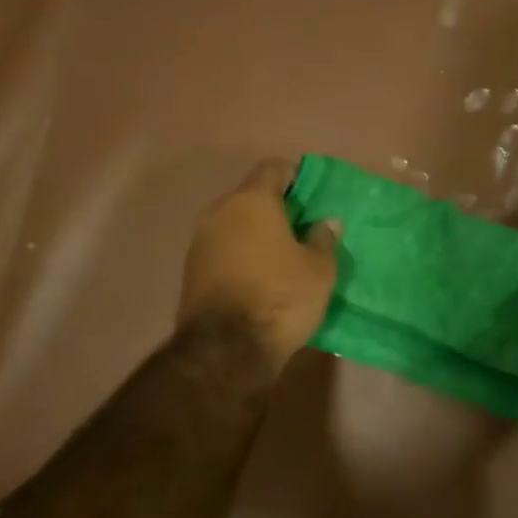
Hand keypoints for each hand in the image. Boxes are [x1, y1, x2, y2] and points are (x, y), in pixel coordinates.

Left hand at [178, 159, 339, 374]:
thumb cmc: (281, 297)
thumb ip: (324, 239)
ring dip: (256, 233)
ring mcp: (199, 241)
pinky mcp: (191, 270)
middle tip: (302, 227)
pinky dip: (241, 255)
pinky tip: (261, 276)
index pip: (273, 168)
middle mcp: (219, 211)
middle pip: (250, 196)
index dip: (295, 176)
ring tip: (283, 255)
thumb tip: (326, 222)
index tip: (313, 195)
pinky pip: (223, 250)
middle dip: (275, 207)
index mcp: (251, 200)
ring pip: (234, 224)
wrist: (226, 350)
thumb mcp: (319, 270)